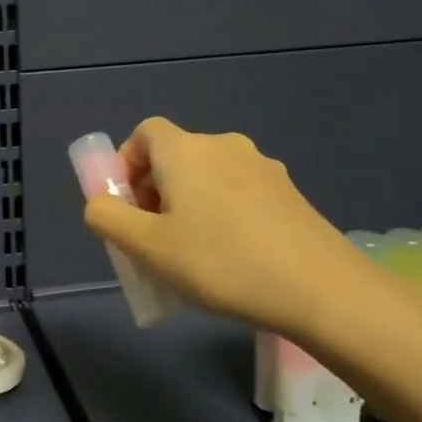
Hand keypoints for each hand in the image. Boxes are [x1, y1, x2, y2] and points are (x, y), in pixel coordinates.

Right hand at [81, 117, 363, 335]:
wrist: (320, 288)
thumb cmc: (220, 263)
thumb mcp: (146, 247)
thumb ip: (107, 218)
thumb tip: (100, 204)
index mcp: (185, 151)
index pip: (144, 133)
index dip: (126, 163)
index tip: (126, 206)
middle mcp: (223, 146)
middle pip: (175, 156)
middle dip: (154, 190)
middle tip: (153, 238)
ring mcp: (262, 167)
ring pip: (208, 176)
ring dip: (188, 203)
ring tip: (192, 253)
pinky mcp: (289, 192)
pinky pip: (238, 192)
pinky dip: (222, 213)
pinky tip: (233, 257)